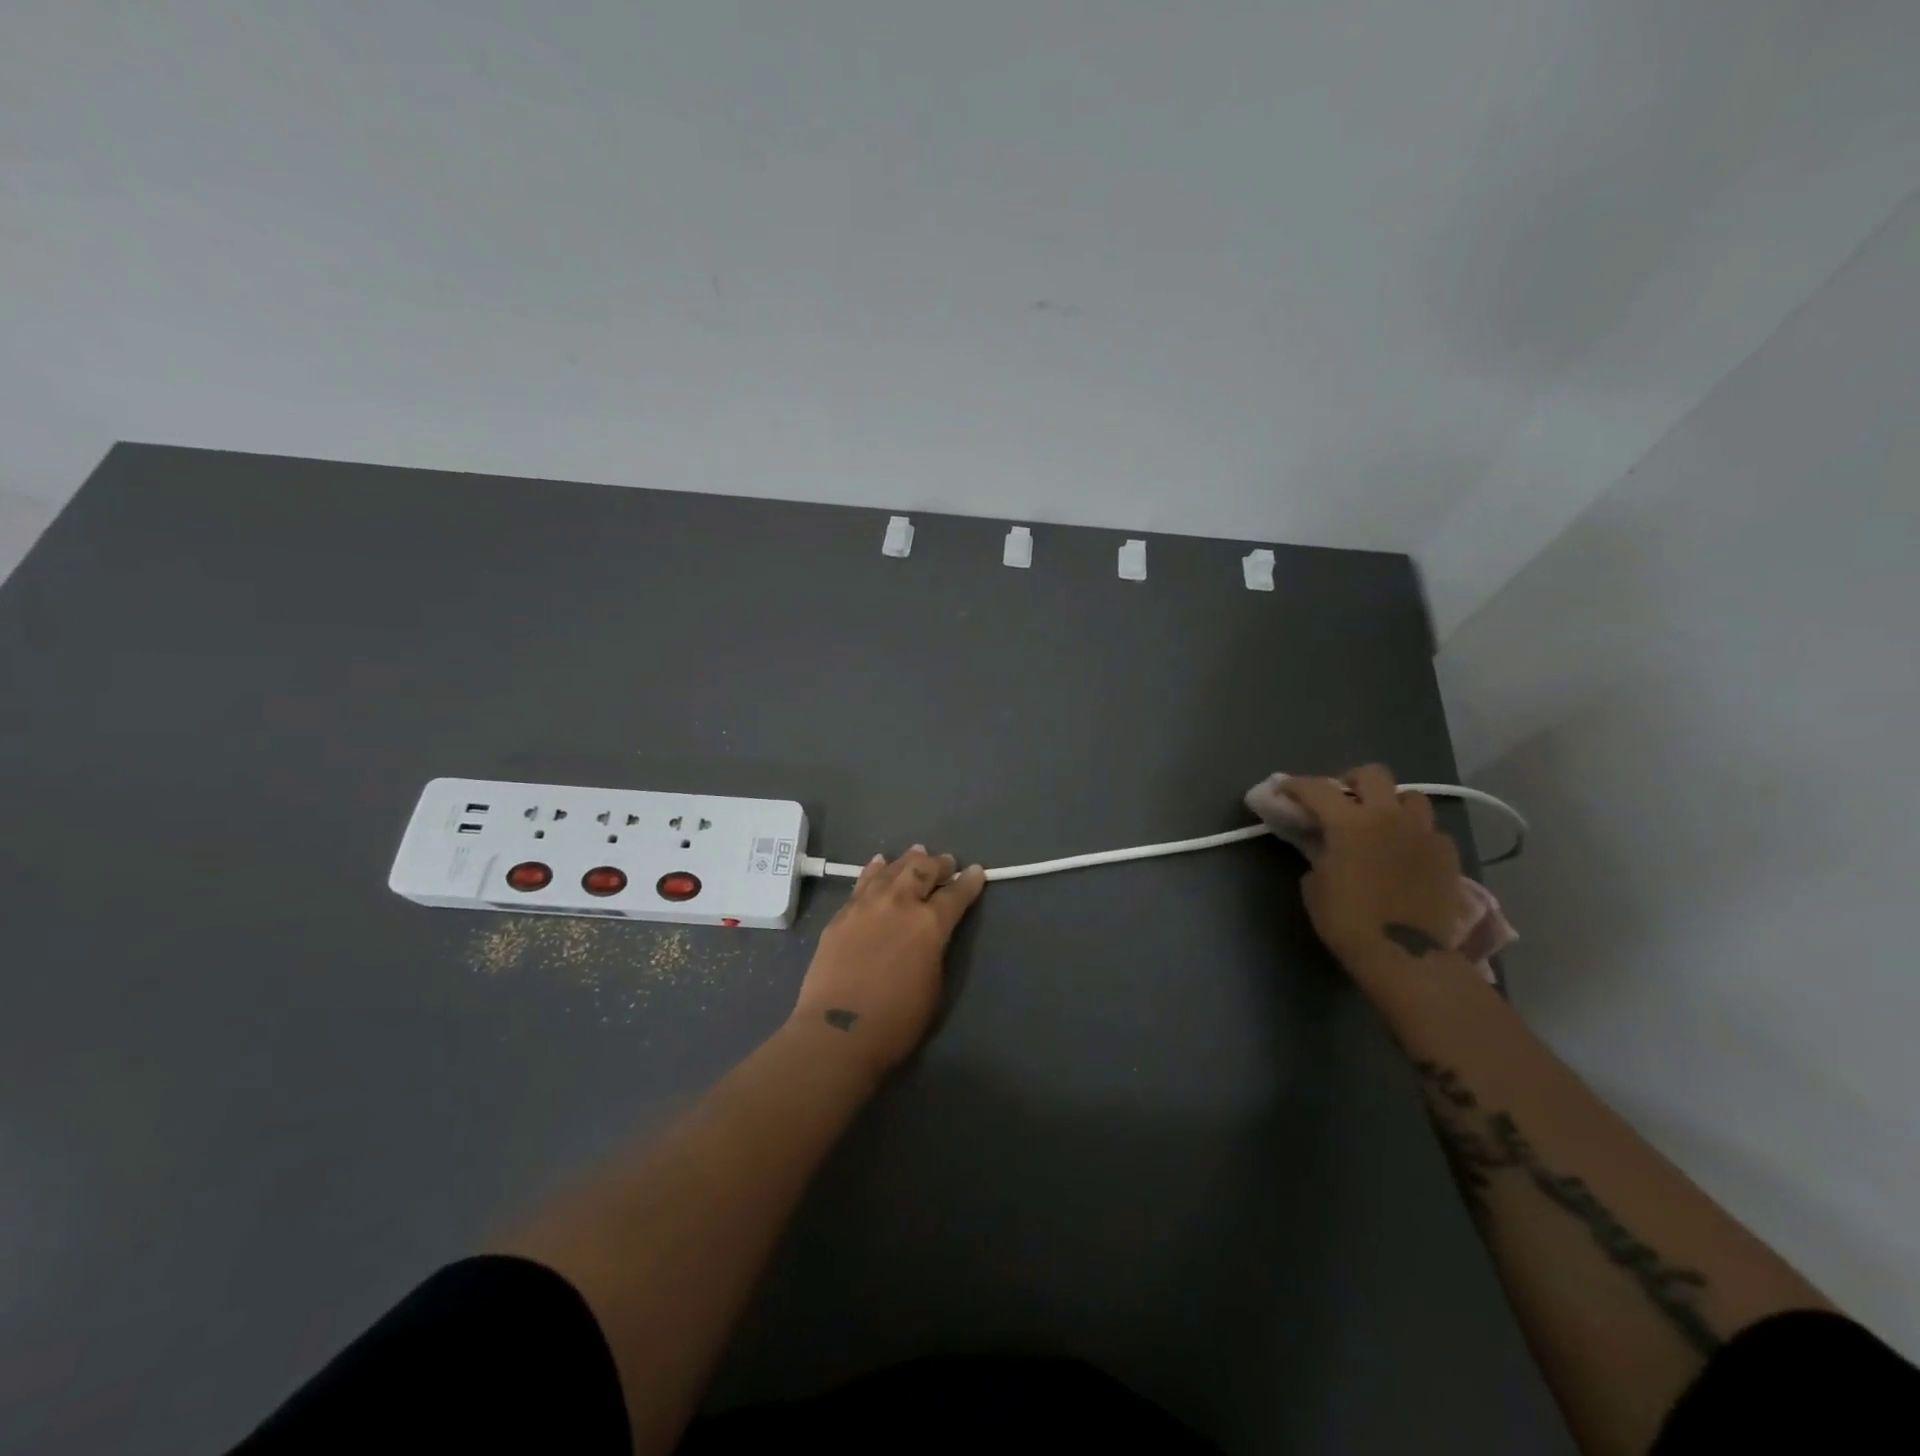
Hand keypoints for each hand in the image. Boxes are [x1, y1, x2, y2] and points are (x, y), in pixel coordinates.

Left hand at [789, 846, 986, 1080]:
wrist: (838, 1031)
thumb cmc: (896, 1021)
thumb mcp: (935, 986)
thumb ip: (935, 950)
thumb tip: (931, 935)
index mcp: (930, 924)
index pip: (956, 894)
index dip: (969, 882)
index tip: (976, 871)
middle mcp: (899, 904)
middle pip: (922, 871)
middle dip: (938, 864)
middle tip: (946, 862)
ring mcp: (866, 905)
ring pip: (891, 870)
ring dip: (907, 860)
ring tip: (916, 853)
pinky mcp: (841, 914)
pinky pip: (862, 882)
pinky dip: (875, 870)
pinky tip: (879, 863)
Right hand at [1281, 766, 1461, 972]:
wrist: (1404, 956)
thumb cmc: (1347, 921)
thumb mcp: (1315, 884)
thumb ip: (1319, 854)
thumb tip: (1326, 846)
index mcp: (1349, 822)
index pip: (1316, 788)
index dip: (1296, 785)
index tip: (1284, 789)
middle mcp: (1388, 817)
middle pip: (1373, 774)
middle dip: (1353, 781)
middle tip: (1343, 800)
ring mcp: (1423, 833)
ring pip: (1411, 797)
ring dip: (1392, 804)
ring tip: (1382, 823)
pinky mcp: (1448, 855)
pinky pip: (1431, 831)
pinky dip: (1416, 835)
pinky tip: (1407, 853)